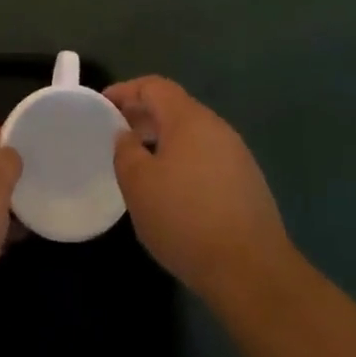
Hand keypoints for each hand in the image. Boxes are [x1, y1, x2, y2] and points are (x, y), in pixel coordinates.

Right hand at [105, 76, 290, 300]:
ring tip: (141, 163)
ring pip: (192, 134)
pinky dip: (183, 161)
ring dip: (163, 140)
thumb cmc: (185, 219)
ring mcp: (237, 155)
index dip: (126, 90)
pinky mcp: (247, 183)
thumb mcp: (138, 184)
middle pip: (175, 108)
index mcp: (189, 119)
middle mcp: (217, 128)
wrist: (251, 270)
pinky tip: (173, 190)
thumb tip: (127, 135)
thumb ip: (125, 151)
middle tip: (118, 134)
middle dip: (144, 115)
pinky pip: (206, 157)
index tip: (103, 105)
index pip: (154, 86)